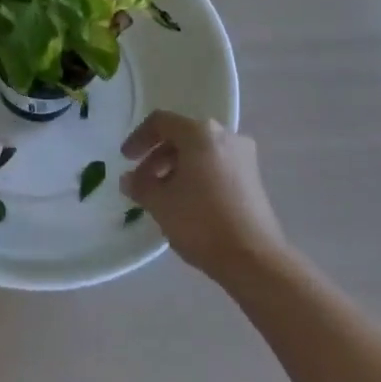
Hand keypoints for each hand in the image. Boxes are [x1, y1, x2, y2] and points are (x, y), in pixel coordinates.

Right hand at [121, 110, 291, 283]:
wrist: (255, 259)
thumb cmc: (202, 223)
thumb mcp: (161, 204)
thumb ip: (140, 186)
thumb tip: (129, 180)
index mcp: (200, 133)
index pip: (161, 122)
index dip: (139, 138)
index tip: (126, 160)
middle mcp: (225, 135)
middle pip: (182, 136)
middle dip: (157, 157)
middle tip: (141, 182)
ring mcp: (243, 155)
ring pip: (200, 152)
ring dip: (176, 168)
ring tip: (162, 196)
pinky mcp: (253, 177)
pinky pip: (216, 165)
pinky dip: (197, 175)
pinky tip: (187, 202)